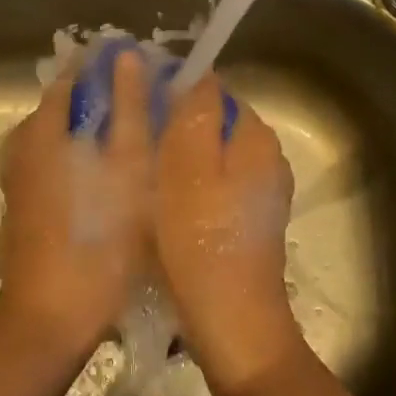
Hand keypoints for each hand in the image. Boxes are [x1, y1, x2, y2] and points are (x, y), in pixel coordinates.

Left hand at [0, 45, 153, 359]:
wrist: (52, 317)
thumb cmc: (99, 237)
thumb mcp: (127, 167)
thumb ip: (129, 108)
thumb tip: (127, 56)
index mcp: (40, 130)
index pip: (70, 77)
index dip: (106, 70)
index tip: (145, 73)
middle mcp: (21, 149)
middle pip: (63, 109)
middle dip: (103, 103)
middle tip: (149, 112)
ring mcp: (19, 182)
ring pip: (60, 141)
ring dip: (94, 136)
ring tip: (136, 148)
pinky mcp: (24, 210)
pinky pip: (55, 168)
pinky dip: (82, 163)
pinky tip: (112, 184)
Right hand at [153, 74, 302, 395]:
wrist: (231, 323)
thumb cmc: (200, 239)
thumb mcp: (187, 165)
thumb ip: (196, 111)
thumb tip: (197, 71)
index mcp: (255, 137)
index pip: (212, 90)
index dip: (171, 92)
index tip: (134, 107)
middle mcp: (265, 158)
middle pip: (211, 124)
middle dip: (172, 128)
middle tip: (130, 145)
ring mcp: (259, 193)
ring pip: (208, 157)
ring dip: (176, 160)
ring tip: (139, 176)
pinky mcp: (246, 222)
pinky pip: (211, 187)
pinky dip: (186, 189)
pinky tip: (161, 208)